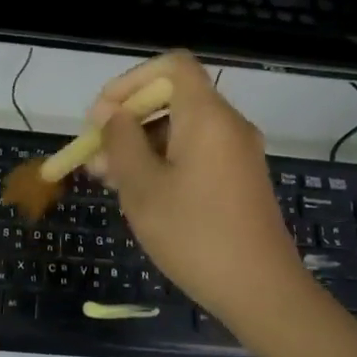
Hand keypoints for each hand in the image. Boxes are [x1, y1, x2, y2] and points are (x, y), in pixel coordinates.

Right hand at [89, 52, 309, 326]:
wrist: (261, 291)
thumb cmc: (195, 234)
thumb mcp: (143, 187)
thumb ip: (121, 142)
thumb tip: (111, 113)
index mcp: (208, 116)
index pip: (172, 66)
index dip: (131, 80)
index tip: (102, 114)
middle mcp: (228, 125)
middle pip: (172, 99)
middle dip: (128, 120)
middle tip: (94, 155)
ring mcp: (237, 154)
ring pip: (180, 130)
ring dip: (140, 146)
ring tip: (107, 180)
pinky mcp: (239, 180)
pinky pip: (195, 153)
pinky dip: (163, 162)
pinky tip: (139, 194)